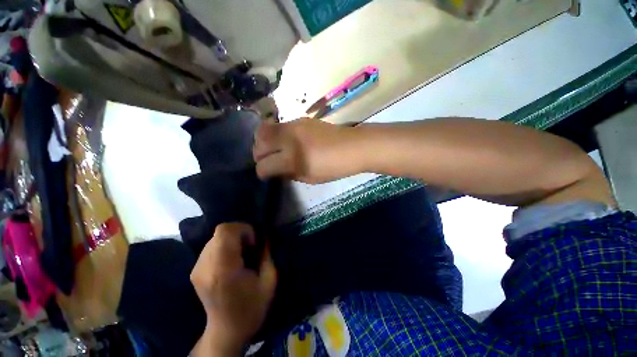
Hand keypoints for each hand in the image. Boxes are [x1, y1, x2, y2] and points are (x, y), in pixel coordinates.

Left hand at [190, 223, 276, 354]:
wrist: (226, 331)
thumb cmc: (251, 308)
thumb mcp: (269, 282)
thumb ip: (268, 255)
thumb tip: (266, 237)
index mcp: (223, 270)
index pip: (225, 231)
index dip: (243, 229)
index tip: (253, 242)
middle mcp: (205, 266)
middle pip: (220, 232)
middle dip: (239, 233)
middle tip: (249, 248)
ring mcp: (196, 268)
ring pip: (215, 237)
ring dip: (232, 240)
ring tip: (241, 255)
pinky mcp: (194, 270)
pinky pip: (211, 246)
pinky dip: (224, 246)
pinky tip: (231, 261)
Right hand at [253, 117, 361, 183]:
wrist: (353, 146)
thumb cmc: (334, 167)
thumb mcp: (310, 178)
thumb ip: (289, 174)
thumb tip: (275, 170)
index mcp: (294, 158)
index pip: (264, 165)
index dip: (262, 172)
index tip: (266, 175)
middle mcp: (290, 138)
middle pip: (259, 143)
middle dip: (258, 155)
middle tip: (266, 161)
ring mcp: (294, 125)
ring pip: (264, 129)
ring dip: (263, 142)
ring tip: (272, 150)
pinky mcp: (300, 119)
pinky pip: (279, 125)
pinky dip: (276, 135)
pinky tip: (285, 142)